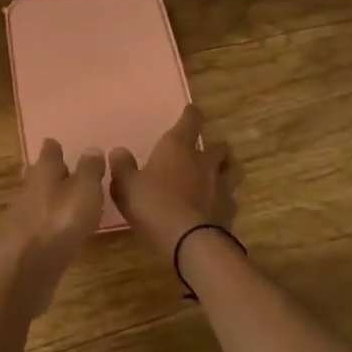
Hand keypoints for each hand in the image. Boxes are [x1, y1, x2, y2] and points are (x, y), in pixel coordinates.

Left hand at [0, 140, 105, 315]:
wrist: (25, 270)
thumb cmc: (60, 222)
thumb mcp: (85, 190)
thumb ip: (90, 170)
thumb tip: (92, 148)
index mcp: (44, 172)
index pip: (49, 152)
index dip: (55, 148)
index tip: (58, 144)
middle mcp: (29, 189)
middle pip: (39, 175)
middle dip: (50, 172)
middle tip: (64, 171)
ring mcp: (22, 217)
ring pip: (37, 200)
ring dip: (49, 199)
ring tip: (66, 201)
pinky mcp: (22, 244)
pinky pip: (37, 225)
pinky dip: (47, 223)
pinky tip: (57, 230)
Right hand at [108, 105, 238, 264]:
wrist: (189, 241)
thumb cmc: (154, 205)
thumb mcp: (126, 185)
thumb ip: (122, 166)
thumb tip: (119, 151)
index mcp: (178, 147)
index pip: (191, 120)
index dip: (191, 114)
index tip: (192, 110)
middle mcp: (203, 161)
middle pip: (218, 146)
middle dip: (214, 145)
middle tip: (208, 148)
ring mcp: (220, 185)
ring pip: (231, 169)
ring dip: (227, 168)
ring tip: (221, 172)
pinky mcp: (229, 210)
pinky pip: (231, 198)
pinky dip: (225, 199)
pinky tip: (218, 205)